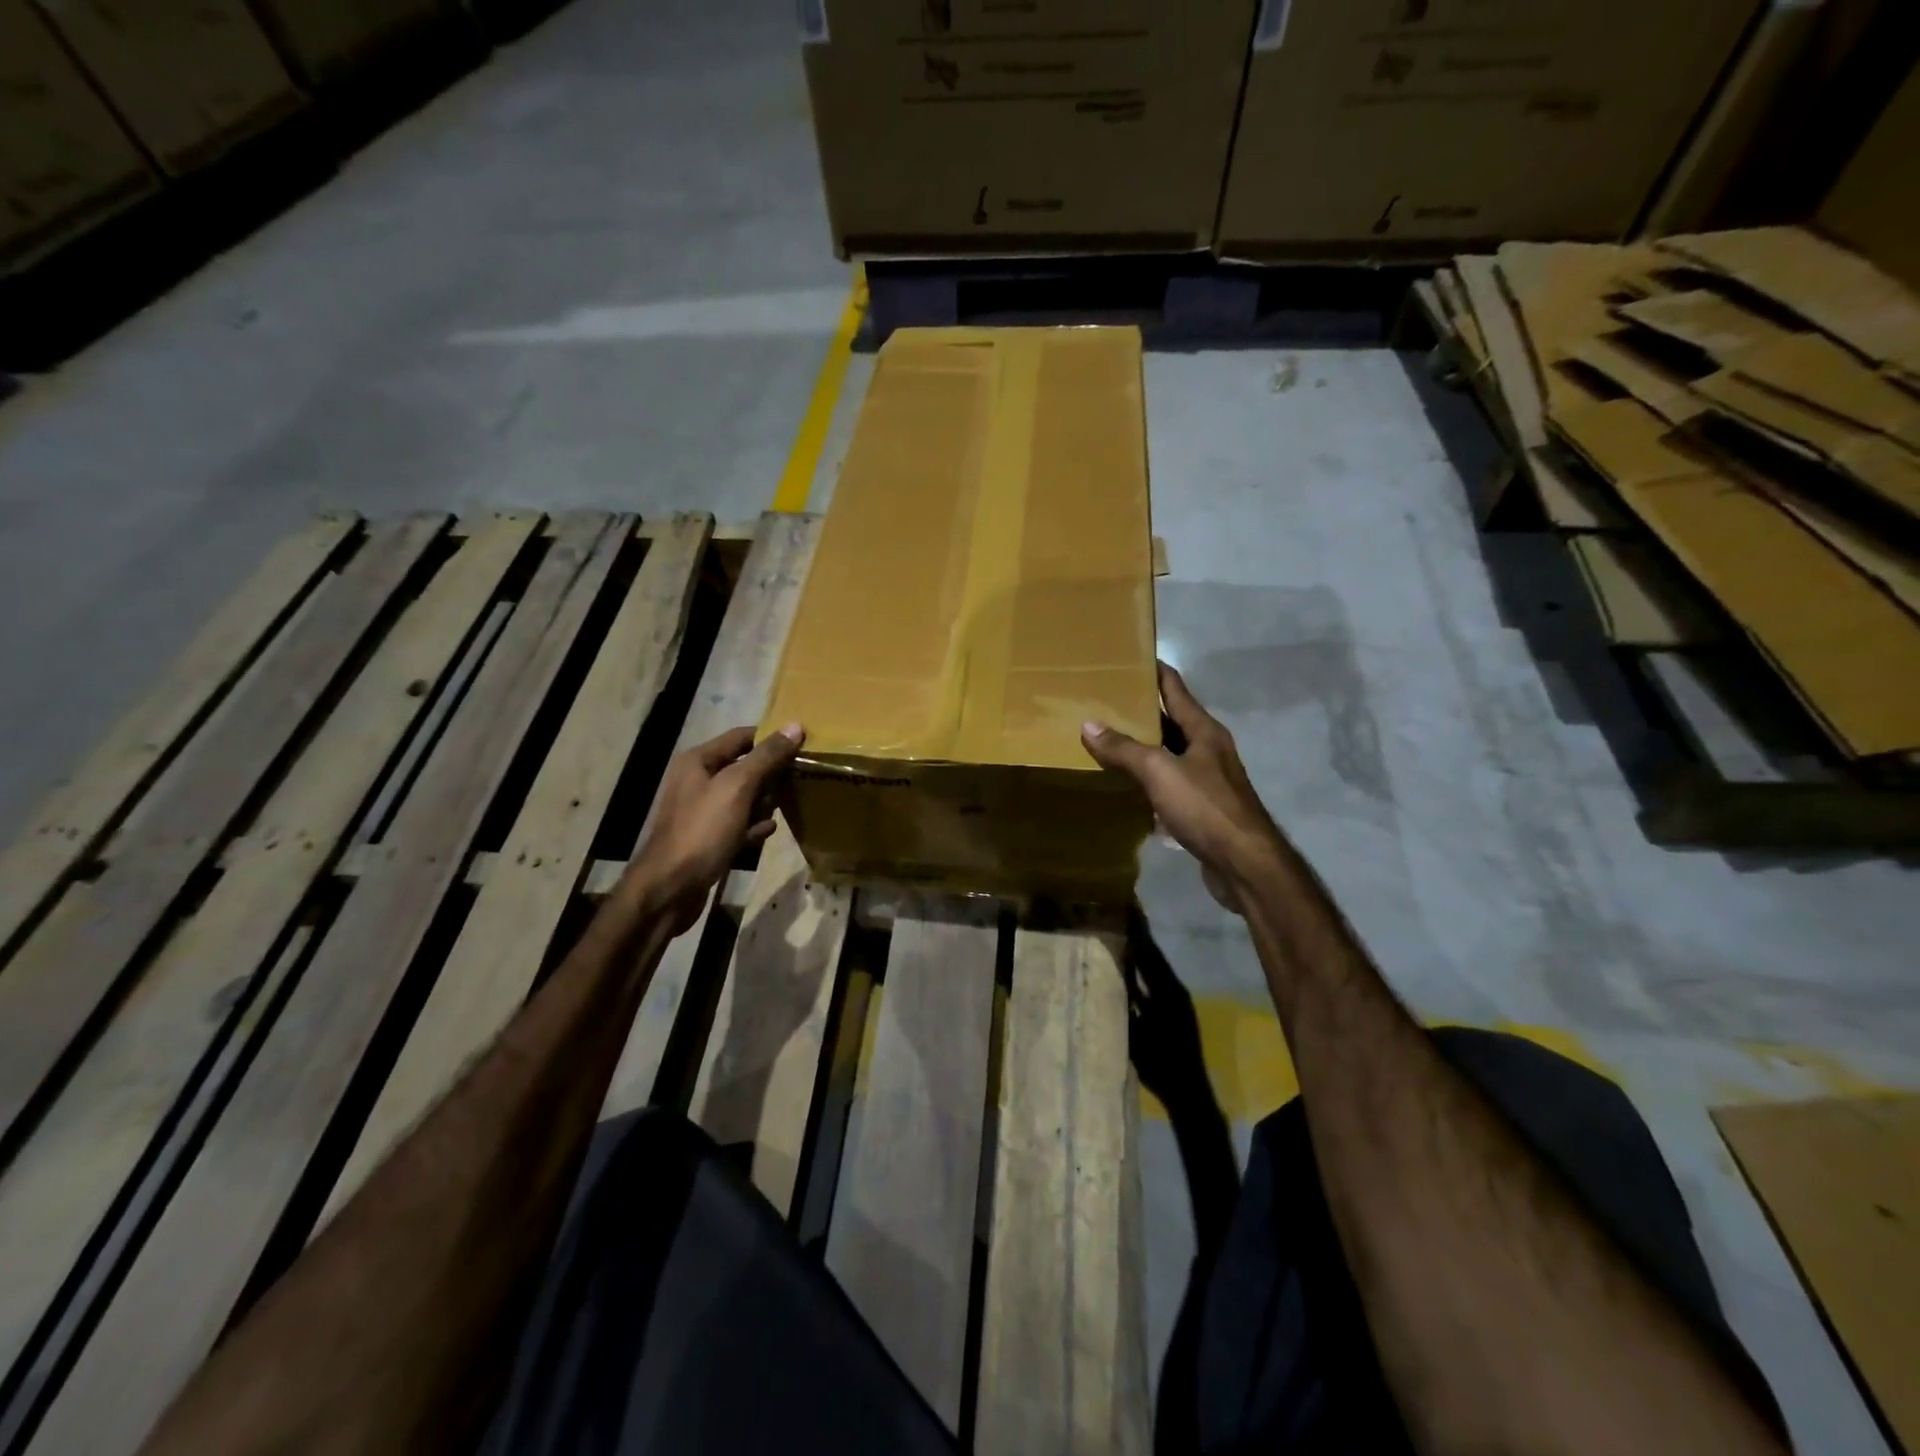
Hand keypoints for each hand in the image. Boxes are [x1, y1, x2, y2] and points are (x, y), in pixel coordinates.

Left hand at [622, 724, 804, 934]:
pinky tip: (767, 832)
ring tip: (783, 808)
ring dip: (764, 802)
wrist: (670, 888)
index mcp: (699, 761)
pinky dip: (754, 826)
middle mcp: (697, 781)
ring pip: (744, 796)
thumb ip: (766, 756)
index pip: (741, 736)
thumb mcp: (737, 787)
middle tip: (799, 779)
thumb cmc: (703, 831)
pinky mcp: (708, 838)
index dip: (771, 738)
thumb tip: (795, 726)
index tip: (802, 744)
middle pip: (744, 766)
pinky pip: (739, 823)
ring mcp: (702, 811)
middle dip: (771, 773)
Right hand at [1082, 663, 1285, 914]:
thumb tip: (1089, 725)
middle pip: (1171, 719)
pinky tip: (1125, 783)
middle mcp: (1208, 748)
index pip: (1175, 687)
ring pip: (1168, 752)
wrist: (1244, 863)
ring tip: (1106, 736)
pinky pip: (1168, 782)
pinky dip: (1147, 777)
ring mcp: (1207, 779)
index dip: (1153, 670)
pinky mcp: (1202, 807)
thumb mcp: (1160, 772)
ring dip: (1142, 745)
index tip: (1127, 657)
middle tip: (1103, 700)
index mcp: (1204, 730)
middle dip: (1140, 709)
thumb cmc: (1206, 807)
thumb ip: (1124, 749)